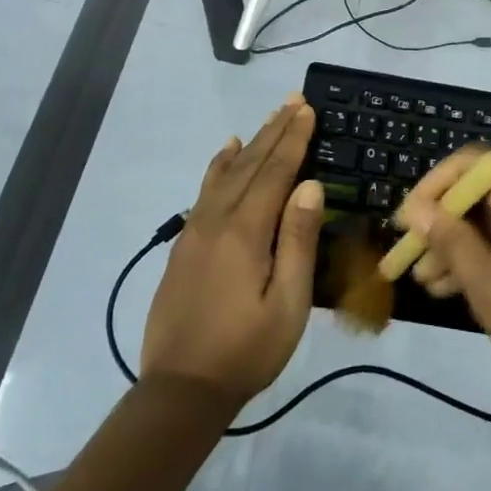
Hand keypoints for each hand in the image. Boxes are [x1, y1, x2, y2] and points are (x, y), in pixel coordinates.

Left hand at [142, 96, 323, 408]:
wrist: (180, 389)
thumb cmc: (246, 350)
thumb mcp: (287, 303)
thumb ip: (298, 241)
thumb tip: (309, 186)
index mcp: (246, 231)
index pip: (275, 171)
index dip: (293, 139)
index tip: (307, 109)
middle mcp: (218, 219)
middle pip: (251, 163)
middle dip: (275, 131)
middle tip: (292, 101)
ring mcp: (196, 229)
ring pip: (227, 172)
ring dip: (251, 143)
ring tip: (268, 119)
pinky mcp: (184, 243)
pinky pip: (205, 190)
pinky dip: (219, 165)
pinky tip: (227, 153)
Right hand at [396, 147, 490, 405]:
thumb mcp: (489, 285)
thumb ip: (451, 240)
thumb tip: (418, 209)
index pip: (475, 162)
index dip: (437, 182)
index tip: (410, 218)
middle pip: (483, 193)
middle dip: (443, 220)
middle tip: (411, 255)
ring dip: (460, 245)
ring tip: (426, 281)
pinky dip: (485, 258)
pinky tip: (456, 290)